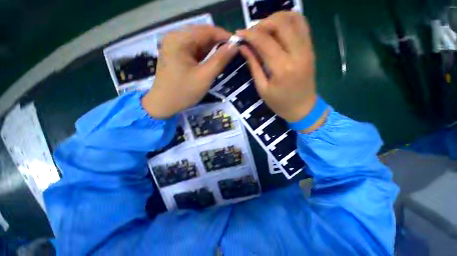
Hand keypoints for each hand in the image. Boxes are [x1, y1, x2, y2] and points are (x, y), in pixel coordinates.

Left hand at [142, 25, 237, 118]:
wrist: (164, 104)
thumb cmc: (183, 92)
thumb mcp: (204, 77)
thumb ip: (220, 60)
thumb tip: (234, 46)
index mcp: (179, 40)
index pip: (207, 30)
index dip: (224, 36)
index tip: (238, 45)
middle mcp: (175, 38)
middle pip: (203, 35)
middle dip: (219, 43)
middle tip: (233, 53)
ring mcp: (175, 46)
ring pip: (200, 43)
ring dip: (213, 49)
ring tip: (226, 57)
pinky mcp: (177, 54)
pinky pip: (195, 50)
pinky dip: (206, 55)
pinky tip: (214, 61)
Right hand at [237, 12, 325, 129]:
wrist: (303, 108)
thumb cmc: (279, 103)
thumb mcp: (262, 88)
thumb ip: (253, 65)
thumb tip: (243, 47)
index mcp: (282, 68)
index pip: (264, 41)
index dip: (249, 34)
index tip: (239, 33)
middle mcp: (297, 53)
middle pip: (280, 23)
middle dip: (262, 23)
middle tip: (252, 33)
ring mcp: (307, 49)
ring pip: (293, 18)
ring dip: (275, 19)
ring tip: (264, 30)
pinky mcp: (311, 48)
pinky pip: (302, 25)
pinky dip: (288, 20)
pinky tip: (278, 30)